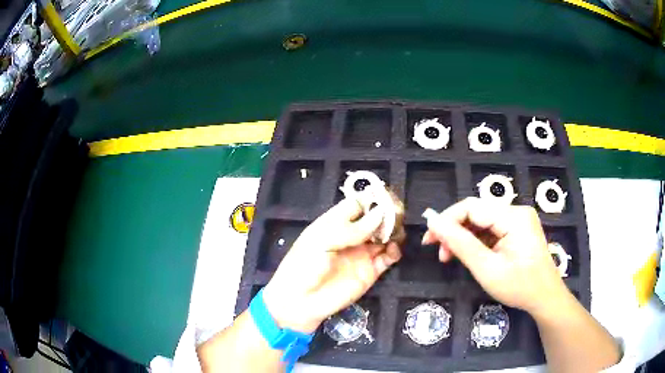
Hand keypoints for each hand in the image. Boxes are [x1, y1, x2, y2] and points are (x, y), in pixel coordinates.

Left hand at [262, 199, 401, 333]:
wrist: (301, 301)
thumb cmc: (304, 266)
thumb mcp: (322, 241)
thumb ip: (352, 229)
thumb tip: (380, 214)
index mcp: (335, 223)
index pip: (357, 204)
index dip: (371, 200)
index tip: (386, 198)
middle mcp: (351, 236)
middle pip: (374, 219)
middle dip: (386, 214)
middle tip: (397, 213)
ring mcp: (362, 253)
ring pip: (384, 236)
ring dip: (393, 231)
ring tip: (396, 231)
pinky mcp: (371, 271)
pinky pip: (388, 257)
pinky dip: (395, 251)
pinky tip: (393, 249)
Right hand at [422, 197, 569, 315]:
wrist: (545, 297)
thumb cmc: (519, 286)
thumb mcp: (487, 269)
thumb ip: (460, 244)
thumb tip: (434, 222)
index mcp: (513, 217)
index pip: (471, 207)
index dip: (446, 220)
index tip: (429, 240)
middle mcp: (516, 211)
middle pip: (476, 213)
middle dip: (454, 231)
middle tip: (439, 252)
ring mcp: (518, 220)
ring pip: (482, 221)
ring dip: (464, 238)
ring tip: (450, 257)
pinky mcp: (518, 229)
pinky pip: (491, 229)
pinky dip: (476, 241)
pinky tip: (469, 255)